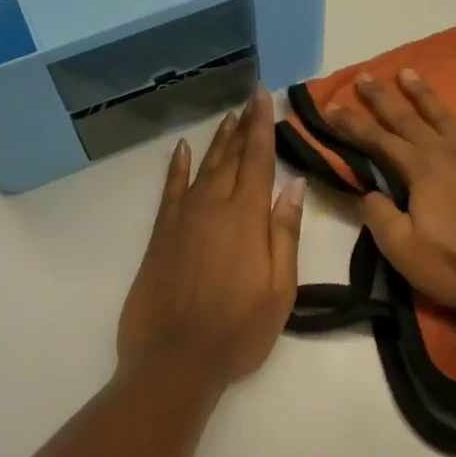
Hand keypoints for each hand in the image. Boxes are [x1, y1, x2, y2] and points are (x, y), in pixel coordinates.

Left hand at [117, 89, 305, 384]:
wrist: (175, 361)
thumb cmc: (239, 328)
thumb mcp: (280, 287)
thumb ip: (285, 232)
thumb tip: (294, 185)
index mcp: (247, 216)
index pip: (258, 158)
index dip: (262, 125)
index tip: (264, 95)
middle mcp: (213, 206)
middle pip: (232, 157)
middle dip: (243, 126)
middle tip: (250, 98)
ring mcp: (183, 218)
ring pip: (204, 168)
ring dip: (218, 141)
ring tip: (228, 117)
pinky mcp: (161, 235)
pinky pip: (170, 190)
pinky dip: (177, 167)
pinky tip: (183, 149)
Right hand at [324, 70, 455, 314]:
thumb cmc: (451, 267)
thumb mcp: (400, 249)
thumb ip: (378, 215)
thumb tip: (368, 191)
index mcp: (420, 170)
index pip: (378, 141)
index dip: (353, 124)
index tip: (332, 106)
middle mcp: (447, 153)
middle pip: (409, 120)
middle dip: (383, 99)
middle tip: (364, 76)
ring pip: (447, 117)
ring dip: (425, 95)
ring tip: (408, 72)